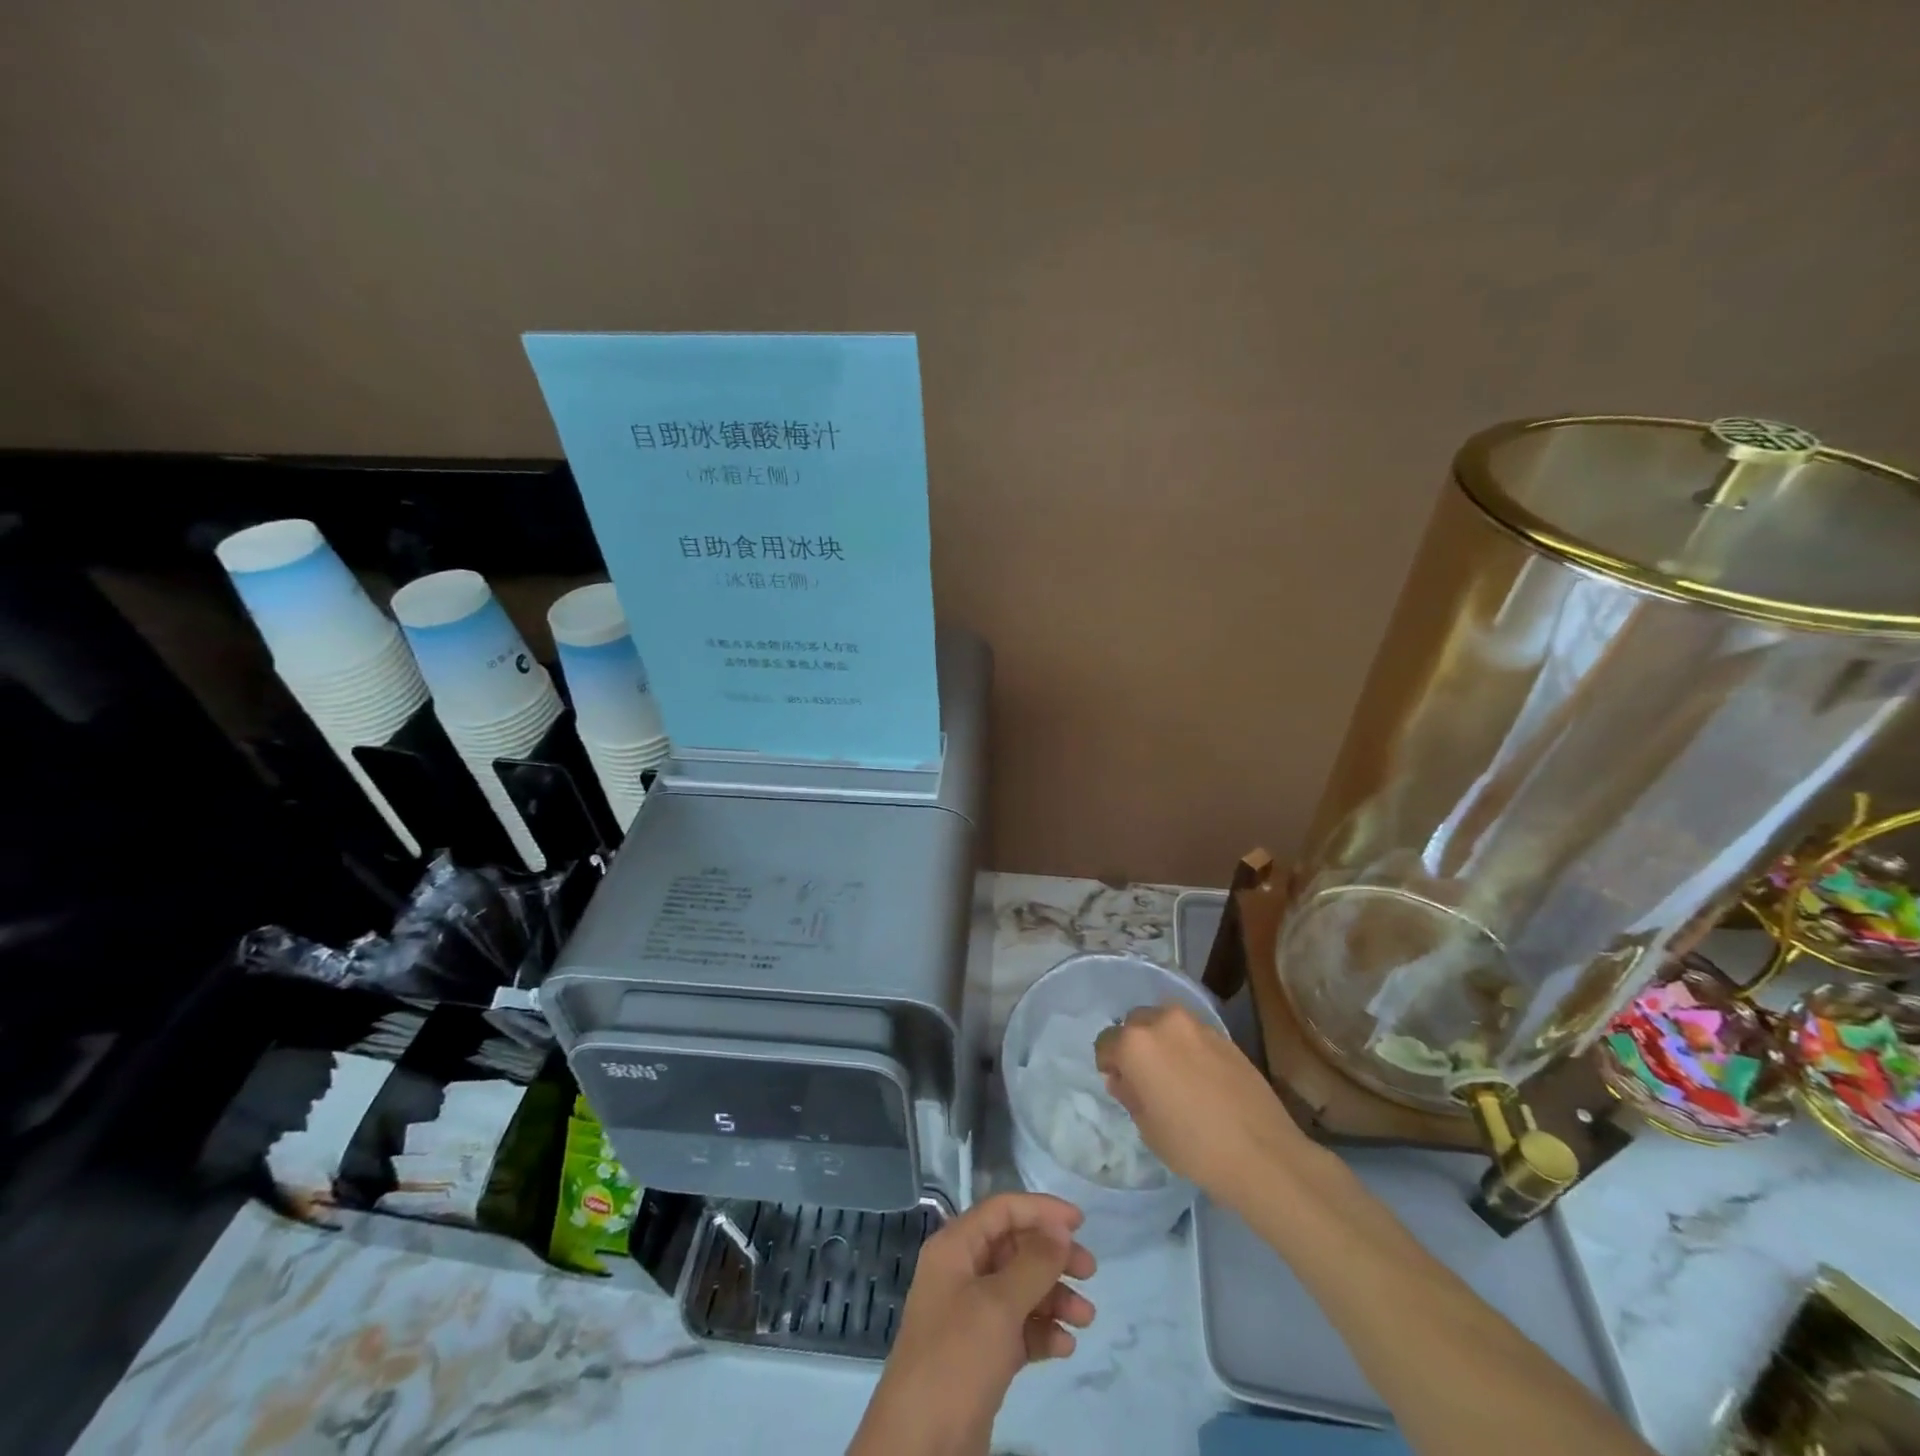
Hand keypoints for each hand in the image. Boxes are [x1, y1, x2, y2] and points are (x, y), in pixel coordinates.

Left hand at [848, 1193, 1095, 1455]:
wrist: (920, 1447)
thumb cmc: (956, 1359)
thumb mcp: (998, 1305)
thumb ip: (1033, 1263)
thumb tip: (1060, 1227)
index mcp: (955, 1248)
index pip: (1002, 1210)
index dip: (1041, 1210)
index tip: (1081, 1223)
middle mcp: (961, 1273)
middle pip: (1014, 1248)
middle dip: (1052, 1257)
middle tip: (1090, 1272)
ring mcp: (970, 1315)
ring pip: (1020, 1289)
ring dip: (1053, 1298)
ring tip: (1086, 1318)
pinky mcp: (981, 1354)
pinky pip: (1018, 1328)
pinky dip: (1042, 1332)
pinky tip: (1064, 1346)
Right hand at [1095, 1003, 1309, 1209]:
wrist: (1262, 1153)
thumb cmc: (1193, 1146)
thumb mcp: (1147, 1127)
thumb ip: (1129, 1094)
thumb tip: (1124, 1079)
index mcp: (1135, 1043)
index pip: (1105, 1042)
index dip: (1108, 1064)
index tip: (1119, 1085)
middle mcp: (1163, 1022)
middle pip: (1135, 1023)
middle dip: (1134, 1045)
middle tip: (1145, 1078)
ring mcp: (1196, 1025)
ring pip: (1165, 1022)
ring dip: (1161, 1041)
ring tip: (1174, 1074)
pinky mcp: (1223, 1035)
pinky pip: (1192, 1033)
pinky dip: (1187, 1047)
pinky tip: (1200, 1077)